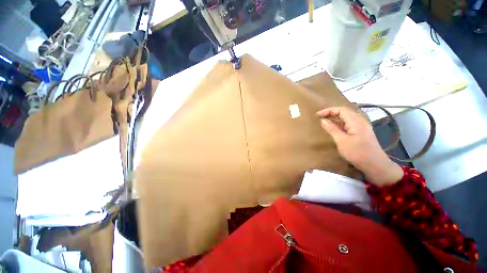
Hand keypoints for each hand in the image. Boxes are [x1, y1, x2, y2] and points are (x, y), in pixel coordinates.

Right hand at [317, 107, 402, 185]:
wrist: (375, 165)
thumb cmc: (357, 153)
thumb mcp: (341, 141)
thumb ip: (332, 129)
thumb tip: (323, 120)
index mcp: (356, 121)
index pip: (341, 110)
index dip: (328, 110)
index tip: (317, 115)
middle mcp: (360, 121)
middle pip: (345, 112)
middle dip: (331, 112)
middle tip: (320, 117)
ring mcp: (362, 126)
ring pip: (347, 117)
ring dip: (336, 118)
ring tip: (325, 121)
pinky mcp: (362, 132)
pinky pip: (349, 123)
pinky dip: (340, 123)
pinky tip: (335, 128)